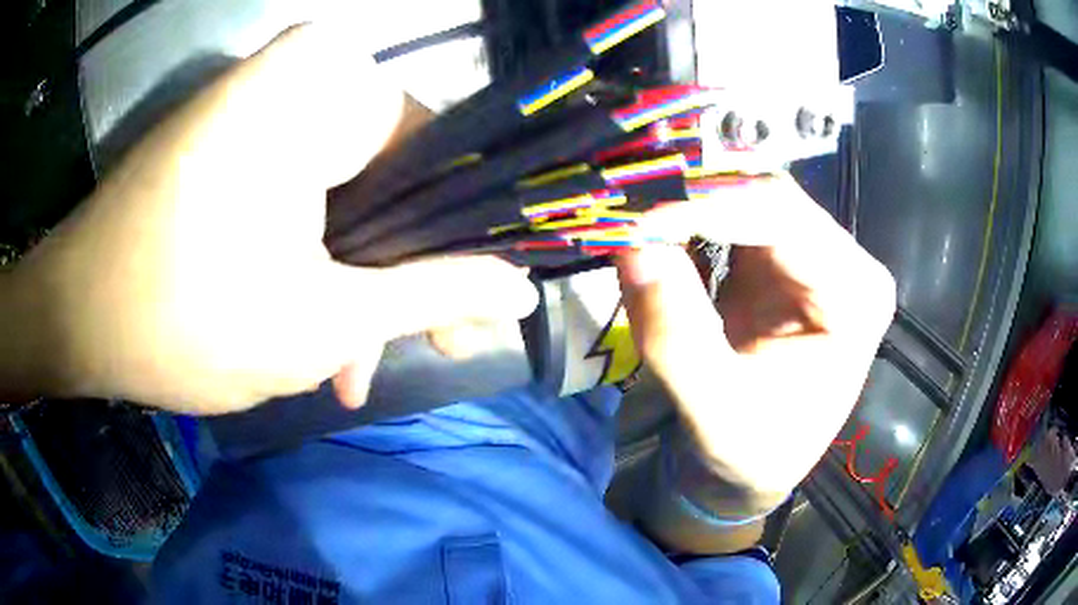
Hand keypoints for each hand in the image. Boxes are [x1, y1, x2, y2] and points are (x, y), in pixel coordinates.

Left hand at [0, 26, 536, 413]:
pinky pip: (300, 192)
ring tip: (344, 364)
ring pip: (344, 193)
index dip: (464, 243)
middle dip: (397, 275)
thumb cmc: (180, 317)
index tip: (473, 314)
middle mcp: (300, 76)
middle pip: (390, 177)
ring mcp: (262, 104)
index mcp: (326, 85)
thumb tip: (519, 293)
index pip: (443, 154)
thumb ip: (430, 297)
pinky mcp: (233, 137)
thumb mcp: (321, 321)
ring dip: (350, 281)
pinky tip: (306, 326)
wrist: (74, 315)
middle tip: (410, 351)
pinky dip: (309, 260)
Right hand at [617, 177, 894, 500]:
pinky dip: (688, 220)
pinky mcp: (780, 258)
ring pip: (744, 196)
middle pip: (765, 194)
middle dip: (694, 198)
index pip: (783, 216)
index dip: (708, 207)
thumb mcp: (715, 411)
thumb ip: (677, 336)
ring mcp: (813, 254)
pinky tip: (658, 235)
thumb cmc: (751, 451)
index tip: (639, 224)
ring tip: (636, 223)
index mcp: (855, 295)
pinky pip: (730, 216)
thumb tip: (634, 247)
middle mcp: (844, 261)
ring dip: (687, 204)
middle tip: (628, 215)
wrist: (753, 467)